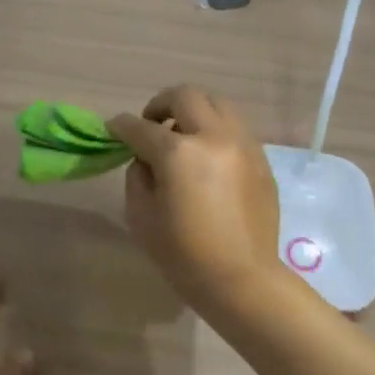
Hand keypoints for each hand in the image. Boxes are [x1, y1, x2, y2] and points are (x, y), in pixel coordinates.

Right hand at [110, 86, 281, 311]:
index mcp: (178, 153)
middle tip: (151, 124)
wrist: (241, 279)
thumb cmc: (184, 255)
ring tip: (183, 137)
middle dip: (160, 104)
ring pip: (217, 104)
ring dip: (193, 112)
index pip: (140, 127)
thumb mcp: (142, 216)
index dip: (121, 126)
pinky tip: (208, 158)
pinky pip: (235, 129)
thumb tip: (145, 158)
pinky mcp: (261, 159)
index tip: (113, 129)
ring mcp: (243, 145)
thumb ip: (138, 176)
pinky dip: (215, 131)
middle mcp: (214, 137)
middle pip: (185, 96)